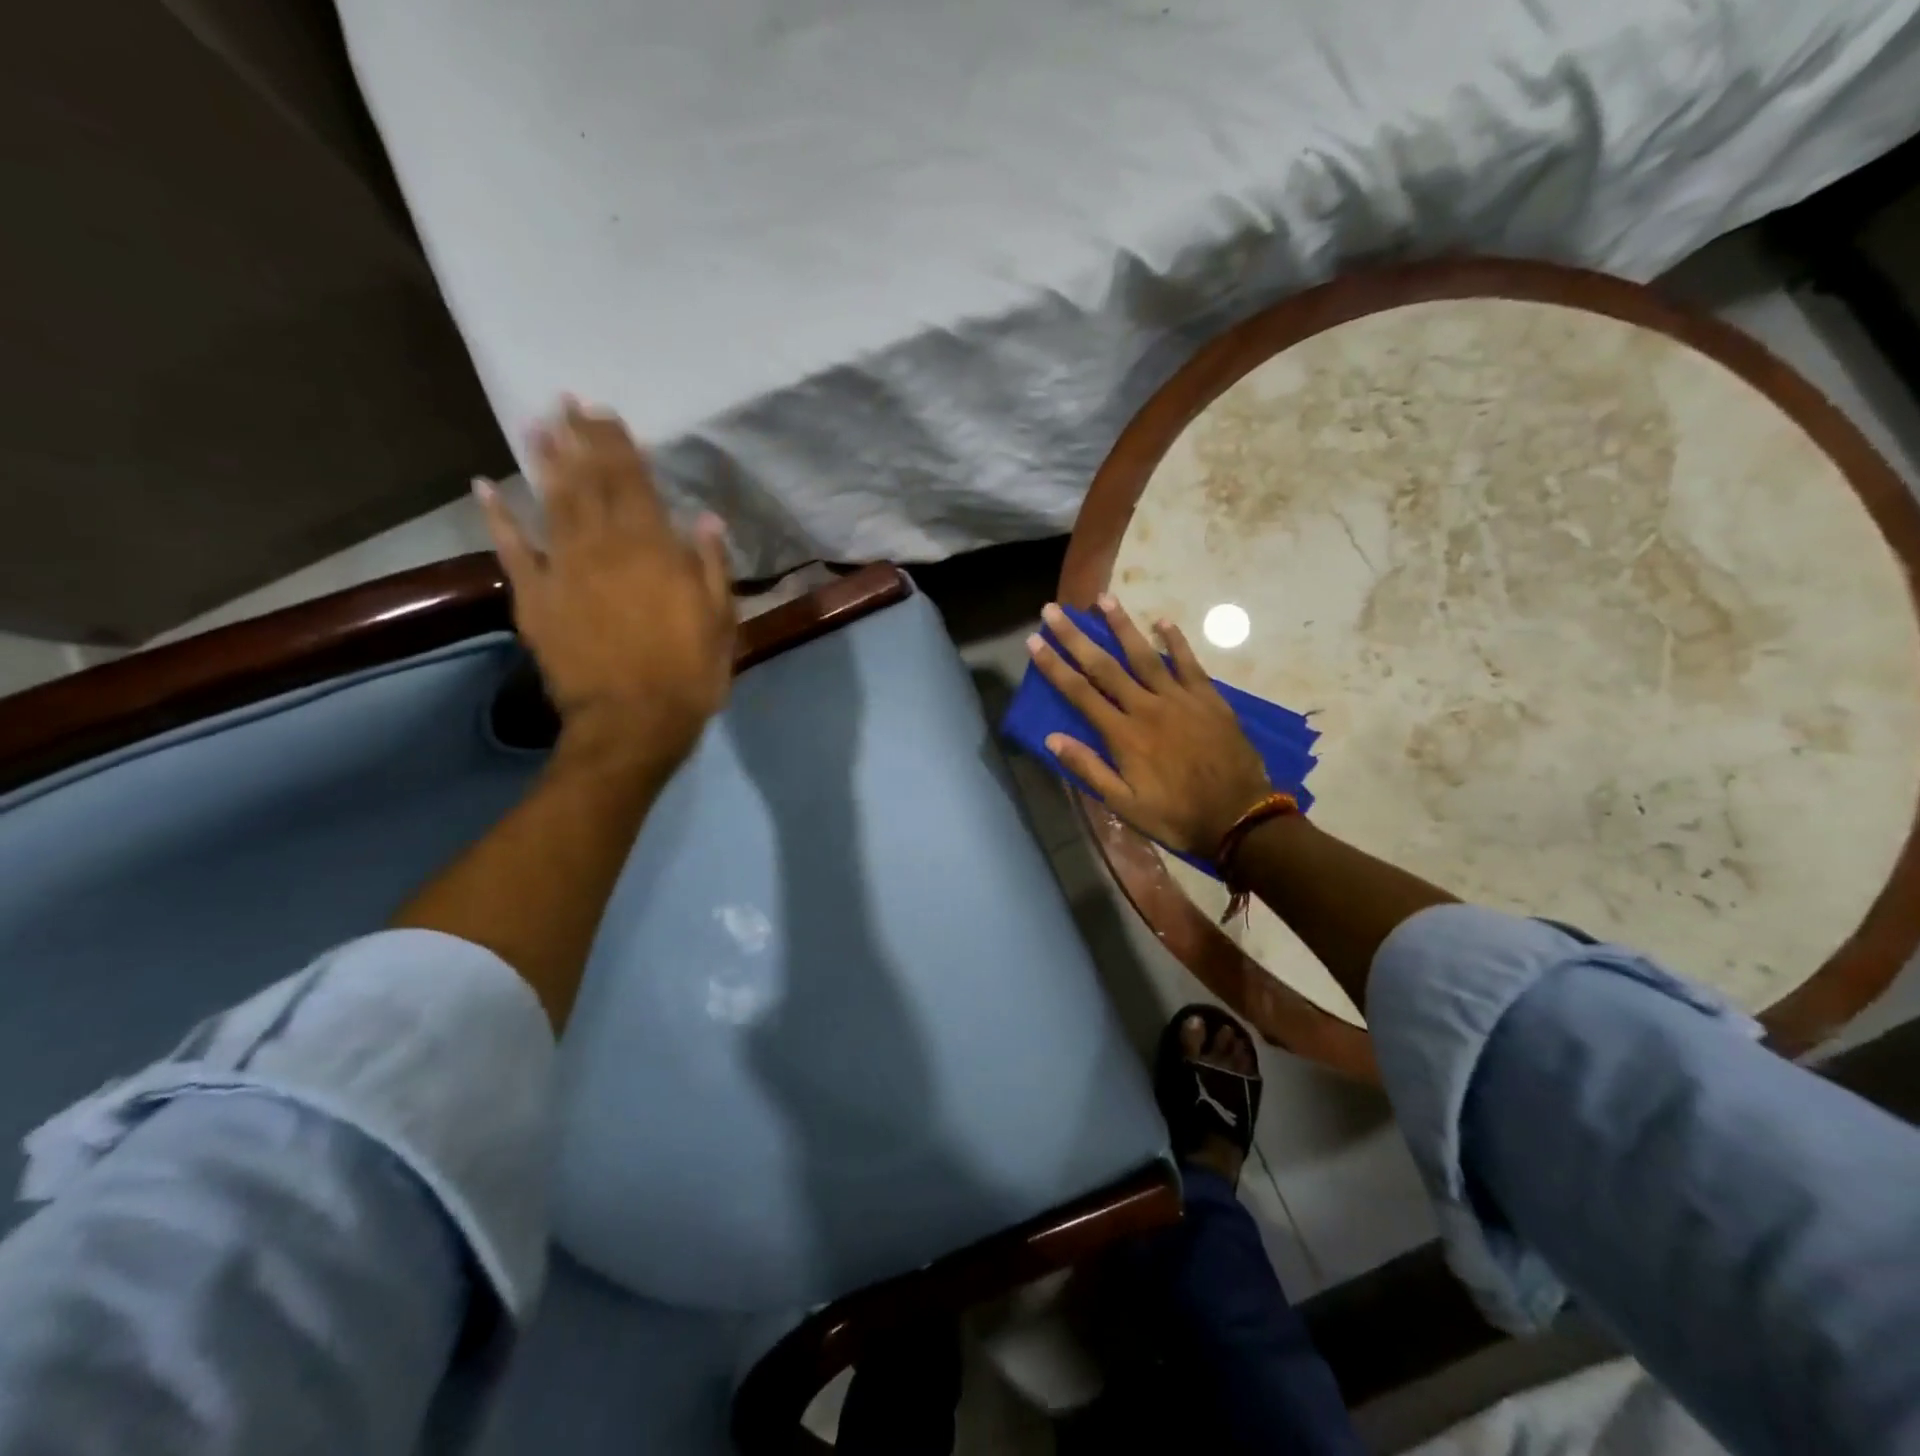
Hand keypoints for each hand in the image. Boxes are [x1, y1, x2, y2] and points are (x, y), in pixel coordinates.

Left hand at [476, 398, 734, 777]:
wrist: (631, 723)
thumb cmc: (688, 674)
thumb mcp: (720, 622)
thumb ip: (711, 568)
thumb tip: (706, 520)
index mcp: (654, 551)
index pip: (635, 484)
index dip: (620, 445)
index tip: (607, 413)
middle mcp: (604, 547)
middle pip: (590, 482)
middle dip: (580, 439)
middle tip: (567, 402)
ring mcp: (563, 570)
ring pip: (551, 502)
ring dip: (543, 461)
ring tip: (537, 424)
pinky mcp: (534, 598)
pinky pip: (512, 549)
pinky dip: (498, 516)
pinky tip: (486, 485)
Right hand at [1028, 595, 1270, 857]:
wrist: (1239, 817)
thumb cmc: (1176, 815)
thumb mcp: (1124, 804)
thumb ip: (1089, 769)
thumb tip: (1052, 739)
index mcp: (1123, 735)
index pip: (1080, 692)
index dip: (1054, 665)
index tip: (1034, 640)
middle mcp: (1147, 707)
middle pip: (1105, 666)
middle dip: (1076, 637)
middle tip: (1054, 609)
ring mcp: (1180, 699)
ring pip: (1145, 655)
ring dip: (1122, 625)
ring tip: (1103, 598)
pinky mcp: (1209, 699)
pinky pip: (1189, 662)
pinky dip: (1175, 641)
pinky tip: (1162, 621)